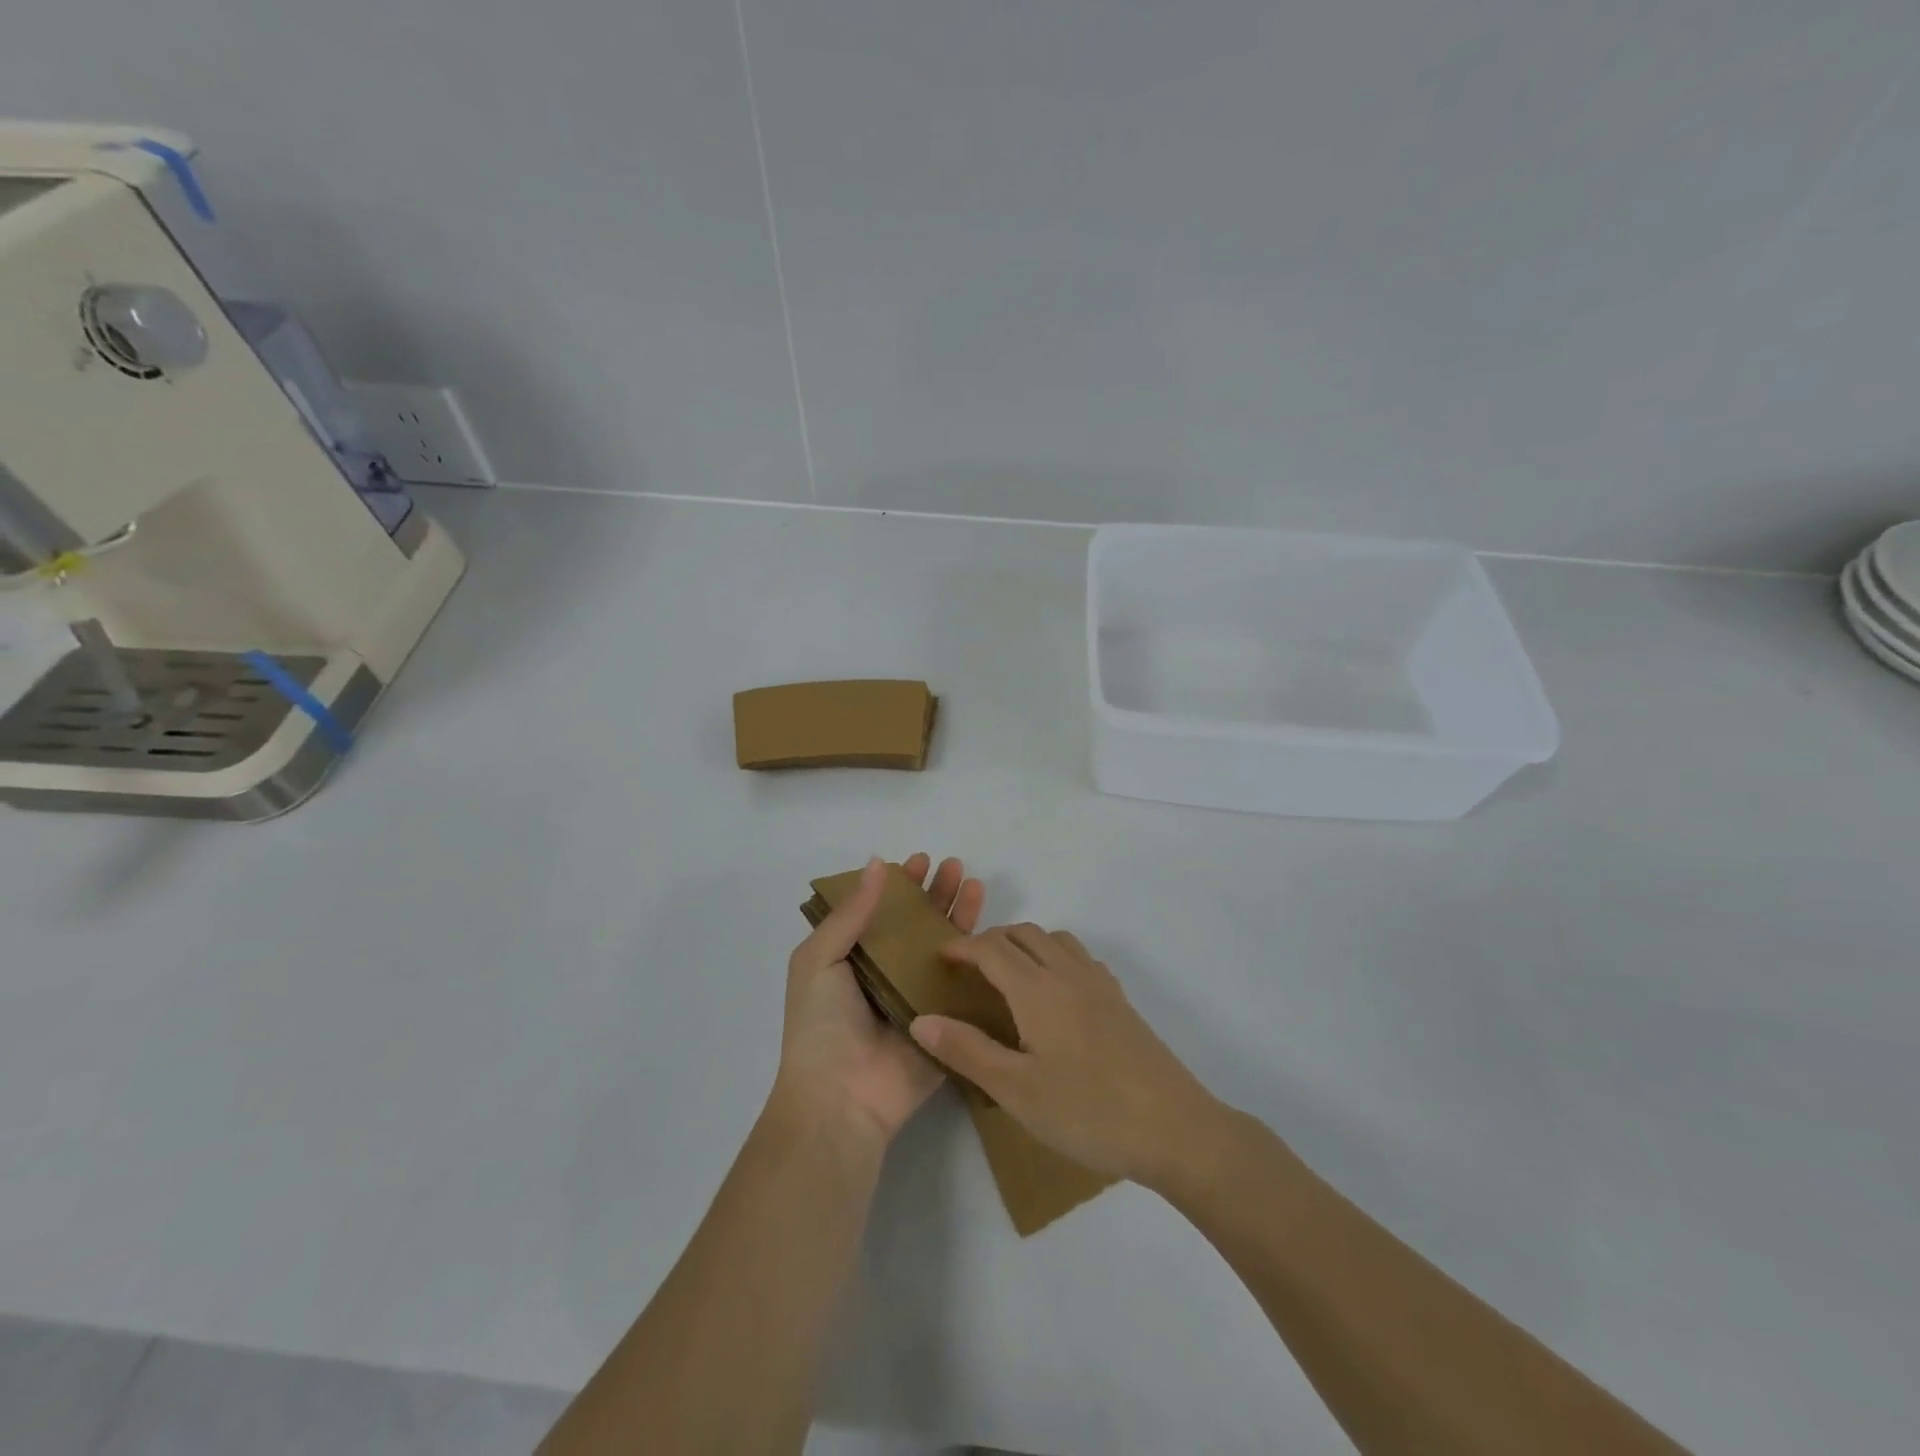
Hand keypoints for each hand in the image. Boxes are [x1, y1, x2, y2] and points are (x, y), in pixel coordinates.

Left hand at [772, 854, 984, 1143]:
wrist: (841, 1099)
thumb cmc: (821, 1025)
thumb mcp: (819, 960)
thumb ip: (851, 914)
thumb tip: (877, 863)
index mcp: (854, 960)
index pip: (881, 913)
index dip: (899, 886)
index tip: (918, 861)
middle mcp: (887, 974)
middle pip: (917, 925)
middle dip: (934, 893)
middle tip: (953, 866)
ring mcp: (919, 999)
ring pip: (944, 948)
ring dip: (959, 915)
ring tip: (973, 883)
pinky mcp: (946, 1023)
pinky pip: (965, 987)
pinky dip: (979, 959)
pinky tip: (993, 931)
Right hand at [909, 925, 1219, 1186]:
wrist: (1174, 1128)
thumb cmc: (1088, 1111)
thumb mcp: (1016, 1090)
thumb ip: (967, 1051)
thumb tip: (921, 1018)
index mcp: (1038, 989)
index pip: (992, 948)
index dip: (962, 946)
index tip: (939, 958)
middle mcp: (1068, 973)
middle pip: (1024, 933)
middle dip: (991, 940)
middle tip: (968, 968)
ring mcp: (1100, 984)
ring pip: (1055, 940)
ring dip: (1025, 943)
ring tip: (1008, 975)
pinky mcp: (1121, 1000)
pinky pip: (1080, 958)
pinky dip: (1055, 957)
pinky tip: (1055, 994)